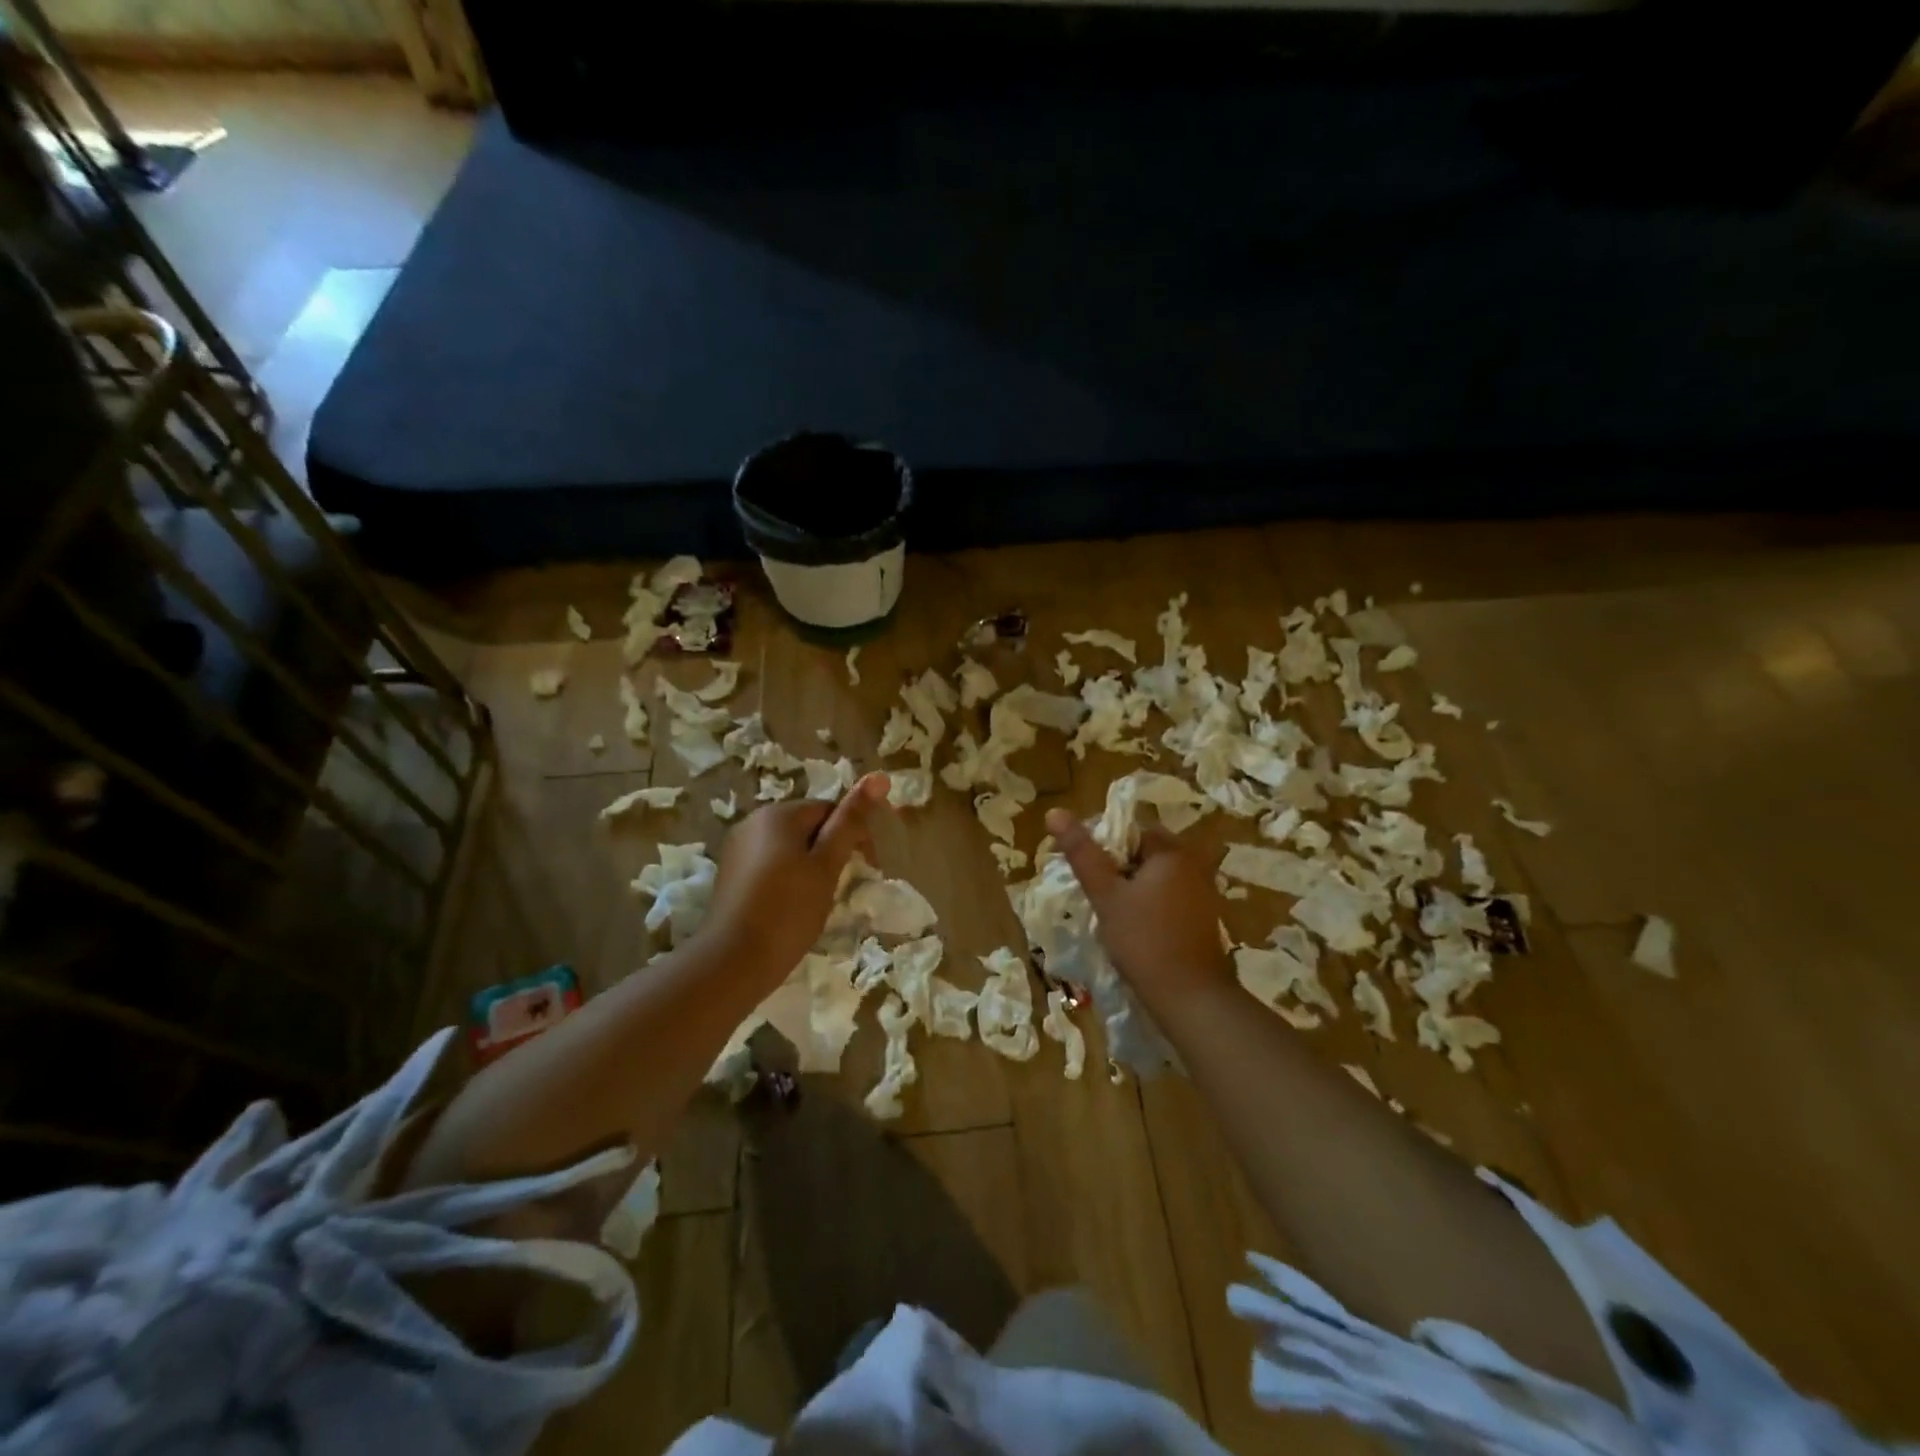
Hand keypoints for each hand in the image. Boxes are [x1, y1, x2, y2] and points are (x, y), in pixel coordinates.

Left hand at [701, 773, 889, 983]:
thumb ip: (851, 820)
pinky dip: (789, 879)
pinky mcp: (730, 875)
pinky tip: (792, 907)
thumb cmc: (788, 910)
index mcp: (778, 814)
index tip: (869, 868)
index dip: (855, 835)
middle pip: (809, 826)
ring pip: (790, 847)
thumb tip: (879, 776)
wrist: (732, 962)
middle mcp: (753, 822)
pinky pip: (771, 864)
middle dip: (832, 851)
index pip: (830, 809)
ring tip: (819, 900)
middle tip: (844, 887)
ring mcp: (738, 849)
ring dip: (812, 866)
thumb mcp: (827, 864)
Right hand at [1044, 807, 1231, 1008]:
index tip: (1082, 867)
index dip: (1102, 843)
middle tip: (1093, 891)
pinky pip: (1168, 897)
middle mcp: (1193, 864)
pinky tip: (1132, 928)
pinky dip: (1149, 905)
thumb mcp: (1106, 895)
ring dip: (1131, 888)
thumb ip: (1082, 853)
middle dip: (1116, 867)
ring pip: (1155, 877)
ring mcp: (1203, 893)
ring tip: (1107, 910)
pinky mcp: (1203, 918)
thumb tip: (1054, 812)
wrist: (1191, 998)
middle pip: (1144, 852)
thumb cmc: (1144, 940)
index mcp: (1172, 851)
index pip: (1130, 829)